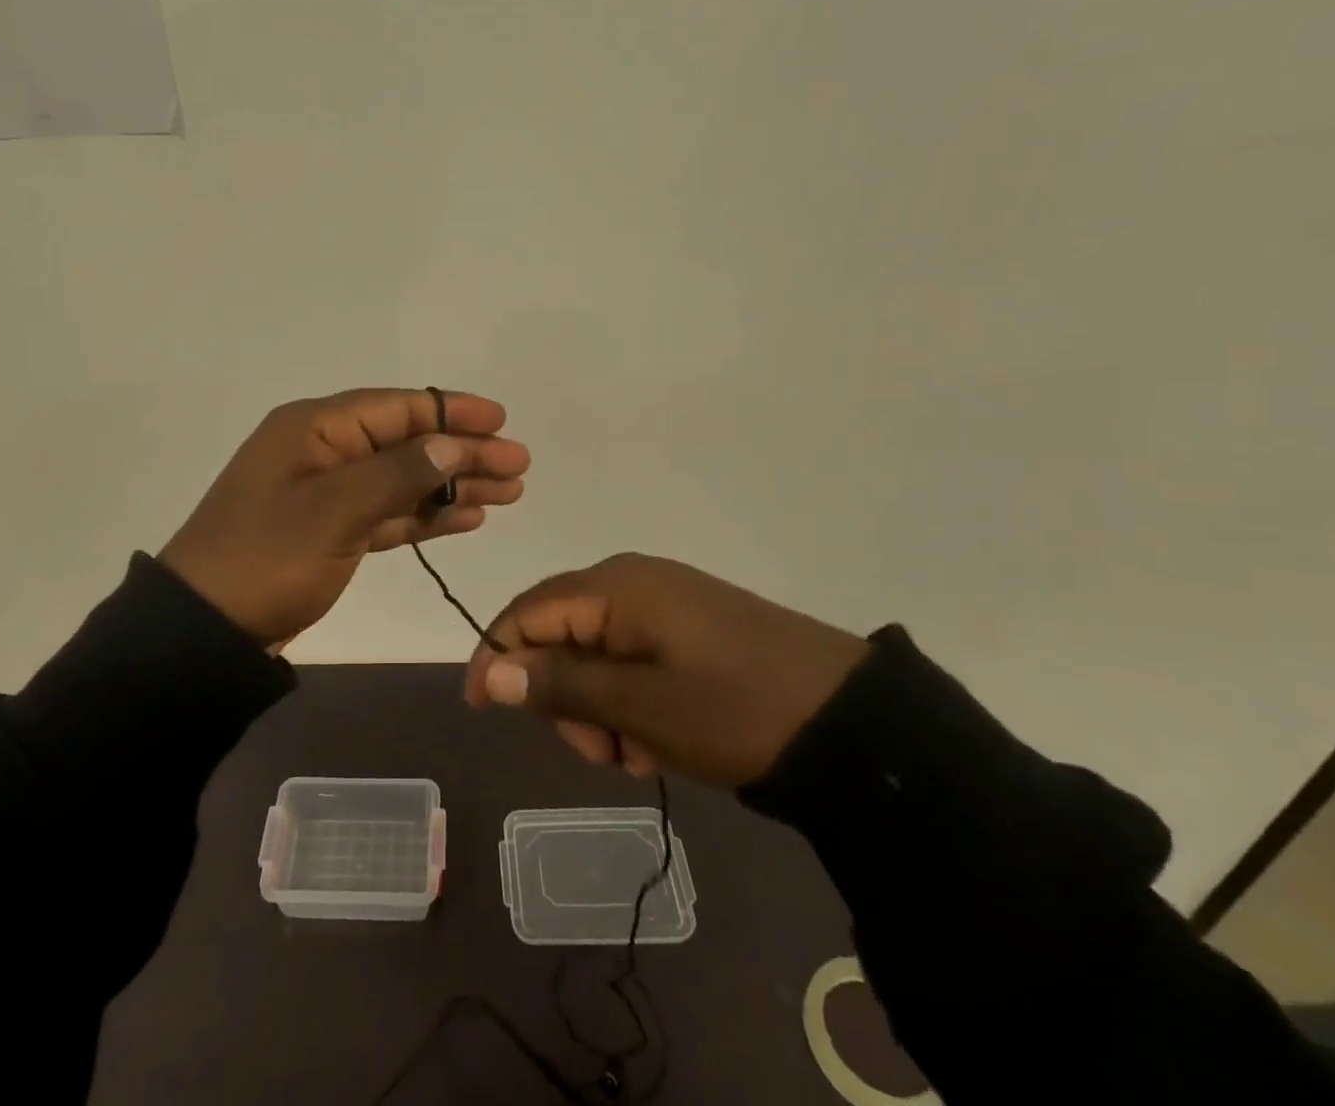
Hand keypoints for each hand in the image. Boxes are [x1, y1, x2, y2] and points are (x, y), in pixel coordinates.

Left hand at [160, 388, 528, 648]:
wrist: (204, 630)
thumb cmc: (266, 559)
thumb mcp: (333, 511)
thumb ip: (396, 474)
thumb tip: (451, 444)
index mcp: (315, 429)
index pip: (396, 408)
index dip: (451, 412)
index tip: (501, 420)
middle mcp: (323, 451)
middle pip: (407, 442)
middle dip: (463, 452)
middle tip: (518, 466)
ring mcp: (326, 492)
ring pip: (403, 479)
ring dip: (452, 486)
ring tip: (507, 493)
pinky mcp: (331, 531)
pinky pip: (388, 512)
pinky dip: (425, 515)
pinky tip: (465, 518)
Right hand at [464, 553, 868, 788]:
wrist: (853, 723)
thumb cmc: (734, 708)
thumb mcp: (639, 706)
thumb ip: (559, 684)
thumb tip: (489, 669)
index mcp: (613, 586)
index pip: (527, 611)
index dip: (495, 655)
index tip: (481, 709)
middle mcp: (632, 581)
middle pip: (559, 631)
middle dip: (561, 695)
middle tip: (597, 752)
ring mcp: (665, 602)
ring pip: (595, 651)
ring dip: (598, 706)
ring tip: (637, 753)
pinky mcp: (690, 627)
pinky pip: (632, 657)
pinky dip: (629, 700)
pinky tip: (659, 737)